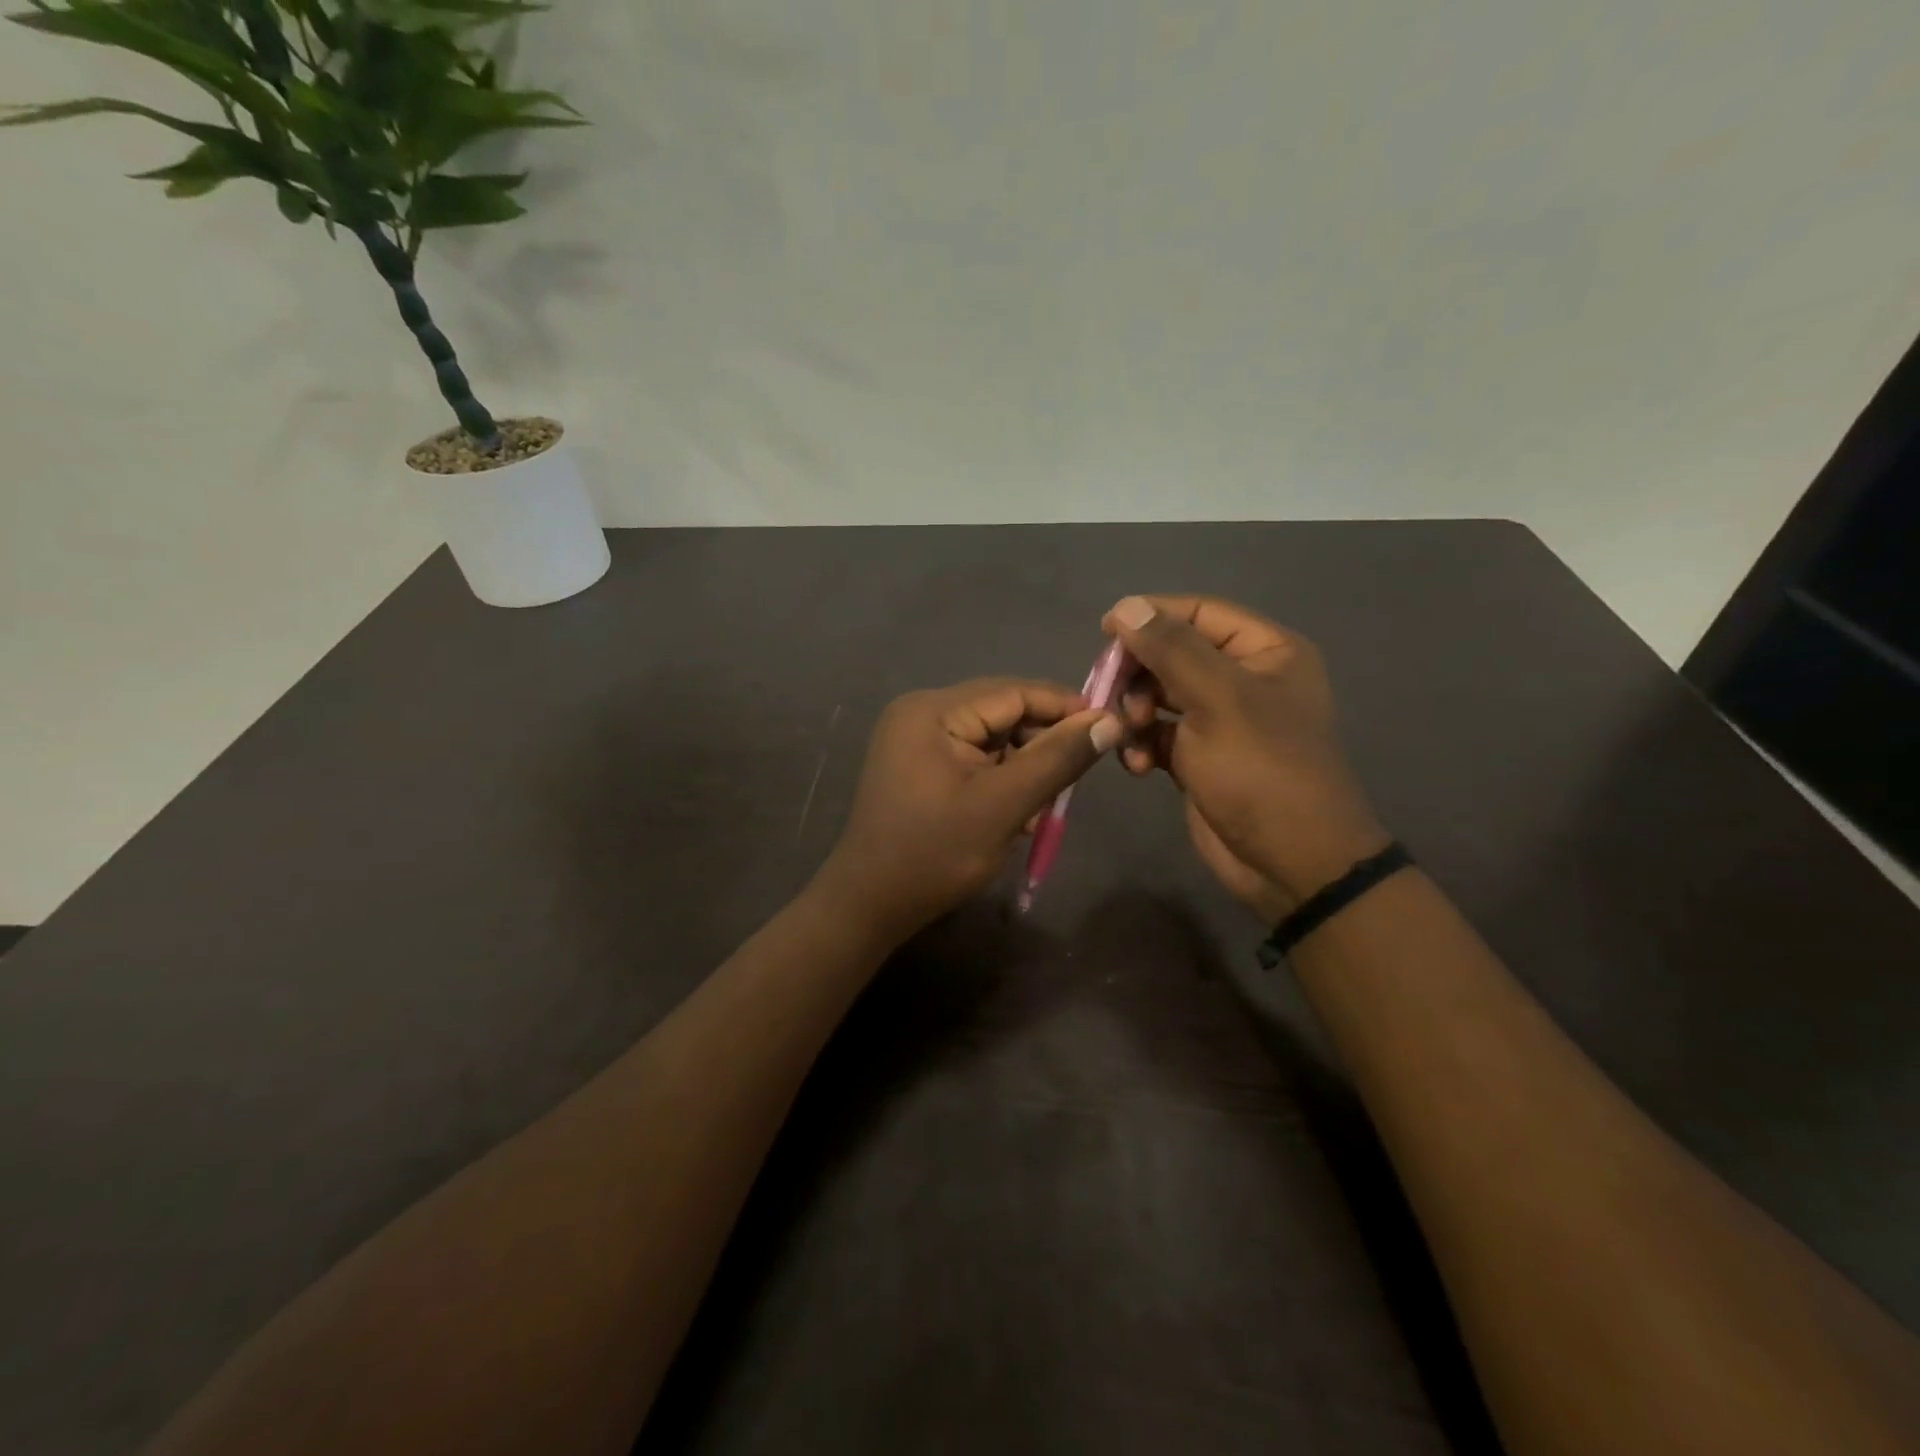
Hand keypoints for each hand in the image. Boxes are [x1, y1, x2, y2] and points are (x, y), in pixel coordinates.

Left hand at [813, 679, 1121, 941]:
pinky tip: (1016, 814)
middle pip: (1002, 713)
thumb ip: (1056, 760)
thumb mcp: (1003, 806)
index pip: (1013, 691)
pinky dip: (1001, 780)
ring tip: (1043, 808)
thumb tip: (1109, 721)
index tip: (1110, 727)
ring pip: (992, 739)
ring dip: (1024, 768)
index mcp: (933, 710)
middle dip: (1042, 744)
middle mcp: (922, 713)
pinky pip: (974, 759)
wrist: (868, 905)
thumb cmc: (934, 854)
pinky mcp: (919, 766)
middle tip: (1076, 779)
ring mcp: (917, 740)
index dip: (1064, 707)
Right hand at [1101, 595, 1387, 915]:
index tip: (1104, 633)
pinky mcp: (1199, 757)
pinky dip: (1142, 745)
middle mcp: (1244, 679)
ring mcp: (1220, 720)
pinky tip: (1139, 765)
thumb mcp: (1218, 700)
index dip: (1151, 617)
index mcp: (1265, 652)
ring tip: (1129, 734)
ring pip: (1159, 695)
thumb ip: (1170, 648)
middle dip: (1139, 674)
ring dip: (1134, 712)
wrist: (1289, 862)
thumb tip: (1125, 606)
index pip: (1199, 613)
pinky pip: (1158, 734)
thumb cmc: (1261, 770)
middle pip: (1173, 654)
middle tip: (1112, 696)